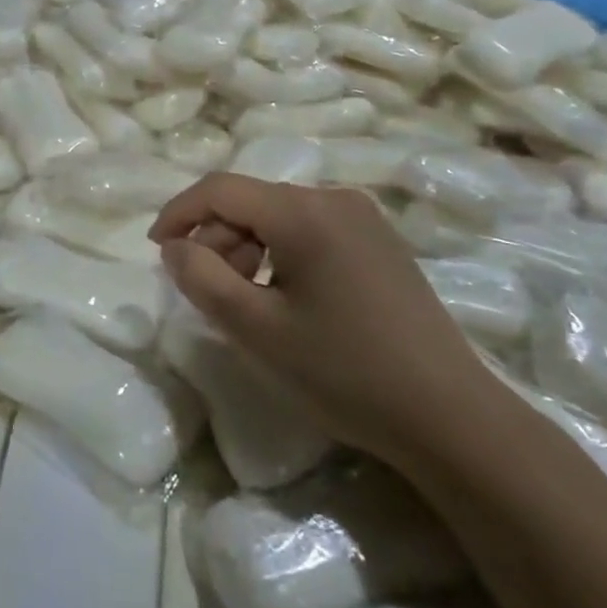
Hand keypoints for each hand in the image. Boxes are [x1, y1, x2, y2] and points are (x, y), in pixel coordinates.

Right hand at [150, 175, 494, 463]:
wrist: (451, 418)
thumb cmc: (344, 371)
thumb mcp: (256, 330)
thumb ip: (201, 278)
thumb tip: (176, 246)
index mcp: (302, 211)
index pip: (219, 189)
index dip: (178, 213)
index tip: (155, 249)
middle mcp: (334, 199)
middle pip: (251, 202)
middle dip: (216, 240)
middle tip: (206, 292)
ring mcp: (363, 219)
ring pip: (279, 217)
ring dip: (248, 250)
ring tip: (246, 303)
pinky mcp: (380, 243)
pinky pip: (310, 231)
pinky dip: (281, 255)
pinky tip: (286, 301)